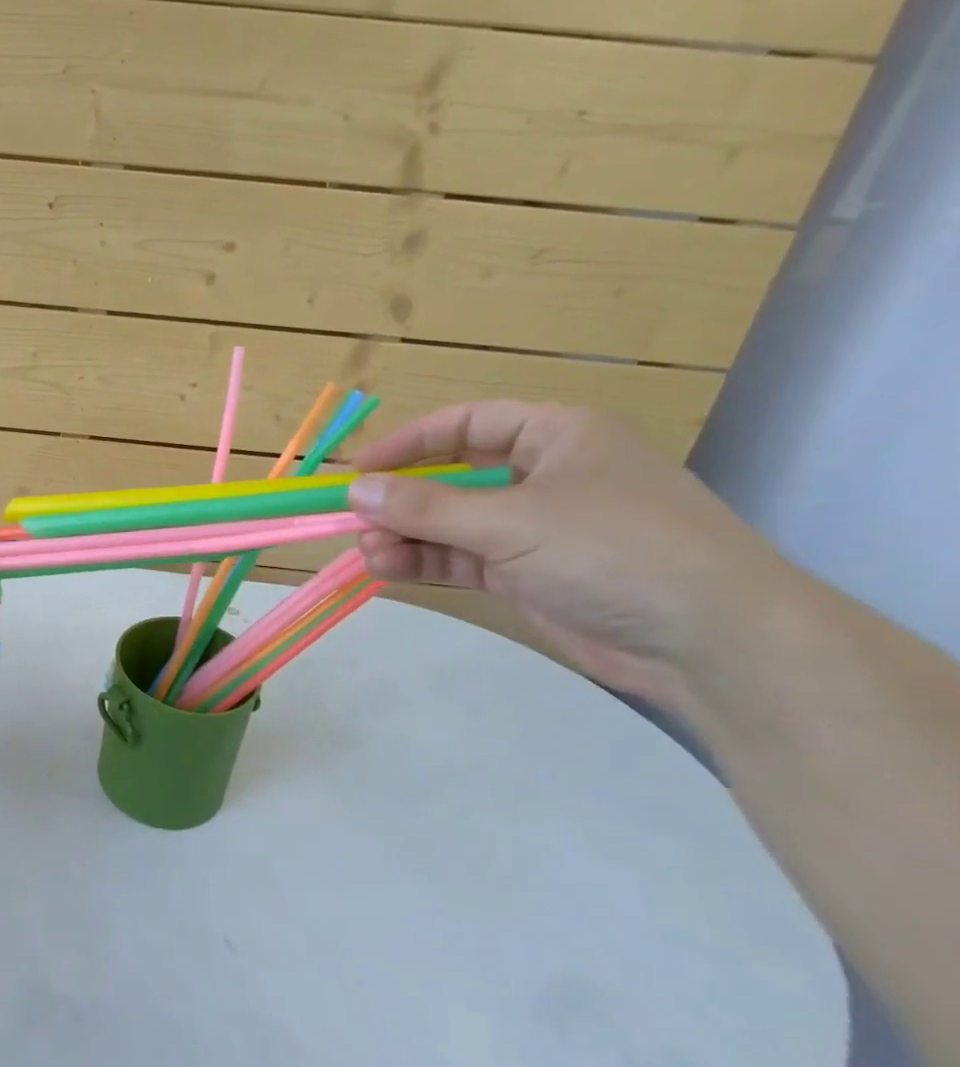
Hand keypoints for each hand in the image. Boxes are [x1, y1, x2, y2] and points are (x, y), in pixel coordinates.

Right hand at [347, 402, 785, 704]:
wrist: (709, 642)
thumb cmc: (613, 550)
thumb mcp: (511, 521)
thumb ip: (426, 507)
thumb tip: (356, 491)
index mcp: (556, 436)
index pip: (466, 424)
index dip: (408, 444)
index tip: (359, 470)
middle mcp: (543, 476)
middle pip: (453, 477)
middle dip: (402, 501)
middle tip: (357, 523)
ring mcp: (537, 528)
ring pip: (453, 523)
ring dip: (408, 536)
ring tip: (370, 554)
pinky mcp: (530, 574)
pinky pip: (464, 558)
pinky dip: (427, 562)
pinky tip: (389, 570)